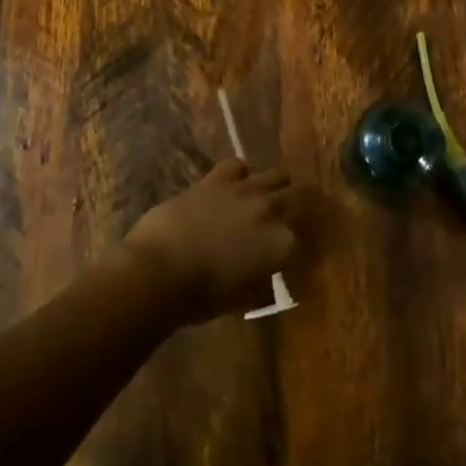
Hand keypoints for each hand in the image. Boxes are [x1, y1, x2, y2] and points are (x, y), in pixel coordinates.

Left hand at [123, 161, 310, 322]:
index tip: (296, 257)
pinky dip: (240, 174)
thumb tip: (268, 277)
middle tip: (294, 217)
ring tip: (267, 197)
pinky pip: (238, 165)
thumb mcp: (243, 299)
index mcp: (283, 245)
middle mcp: (272, 211)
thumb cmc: (202, 297)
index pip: (306, 243)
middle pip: (302, 197)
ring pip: (277, 174)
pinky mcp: (218, 179)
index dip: (302, 249)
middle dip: (302, 207)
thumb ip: (263, 283)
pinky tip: (233, 185)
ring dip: (277, 186)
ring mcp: (246, 190)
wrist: (160, 269)